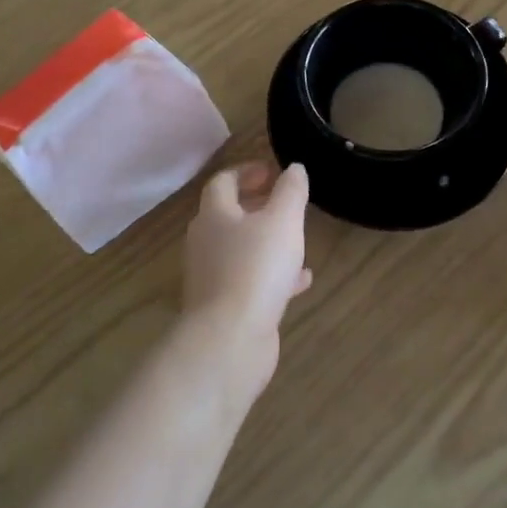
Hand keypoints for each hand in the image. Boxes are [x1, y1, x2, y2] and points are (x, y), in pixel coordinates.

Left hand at [179, 163, 311, 395]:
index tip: (274, 171)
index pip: (223, 182)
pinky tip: (300, 281)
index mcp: (214, 215)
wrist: (230, 339)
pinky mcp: (225, 307)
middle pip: (228, 216)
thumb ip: (290, 191)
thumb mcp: (282, 221)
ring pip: (241, 250)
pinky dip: (273, 276)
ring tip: (297, 240)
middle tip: (286, 203)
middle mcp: (206, 243)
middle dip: (257, 206)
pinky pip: (250, 282)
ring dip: (266, 242)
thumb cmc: (255, 269)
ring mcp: (212, 277)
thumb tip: (293, 168)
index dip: (247, 172)